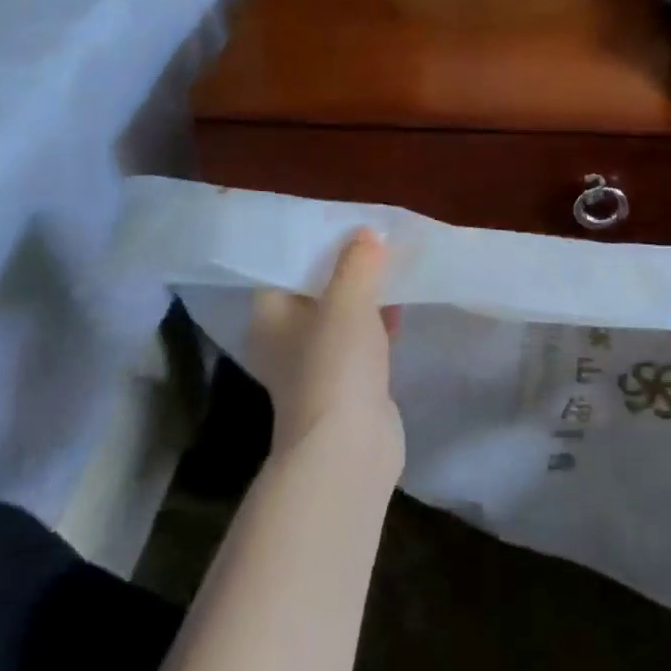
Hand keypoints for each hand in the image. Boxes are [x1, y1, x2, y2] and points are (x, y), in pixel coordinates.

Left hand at [246, 229, 403, 470]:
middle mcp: (284, 338)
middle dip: (346, 266)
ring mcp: (315, 364)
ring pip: (340, 315)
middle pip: (315, 289)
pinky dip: (376, 324)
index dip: (315, 242)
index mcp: (269, 315)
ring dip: (365, 295)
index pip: (286, 266)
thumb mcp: (347, 300)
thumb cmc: (335, 365)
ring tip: (394, 265)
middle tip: (376, 239)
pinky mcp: (344, 384)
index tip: (346, 223)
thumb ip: (357, 262)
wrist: (349, 448)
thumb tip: (366, 234)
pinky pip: (359, 341)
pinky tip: (401, 307)